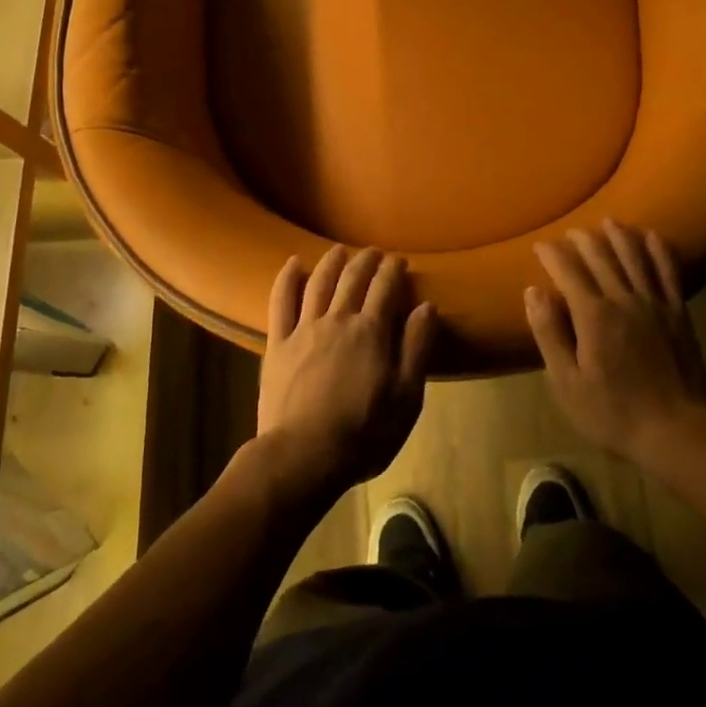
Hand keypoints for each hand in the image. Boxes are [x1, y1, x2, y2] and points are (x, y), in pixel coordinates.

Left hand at [256, 245, 437, 498]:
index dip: (393, 270)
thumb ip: (417, 348)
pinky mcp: (278, 343)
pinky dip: (287, 278)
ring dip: (332, 261)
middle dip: (366, 260)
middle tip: (374, 252)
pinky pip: (281, 302)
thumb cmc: (364, 432)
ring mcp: (304, 329)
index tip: (399, 262)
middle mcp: (338, 319)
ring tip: (340, 250)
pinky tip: (293, 263)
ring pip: (319, 282)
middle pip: (353, 278)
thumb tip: (427, 306)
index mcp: (371, 331)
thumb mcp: (406, 396)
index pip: (385, 287)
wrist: (303, 456)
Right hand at [527, 221, 705, 471]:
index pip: (568, 271)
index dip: (552, 254)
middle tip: (570, 233)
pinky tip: (652, 236)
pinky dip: (659, 250)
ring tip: (608, 222)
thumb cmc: (613, 413)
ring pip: (634, 257)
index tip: (540, 246)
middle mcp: (623, 299)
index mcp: (593, 315)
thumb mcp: (566, 382)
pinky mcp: (679, 313)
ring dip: (619, 235)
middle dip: (582, 240)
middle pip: (601, 257)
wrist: (676, 432)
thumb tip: (533, 291)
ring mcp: (655, 304)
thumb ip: (549, 333)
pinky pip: (668, 272)